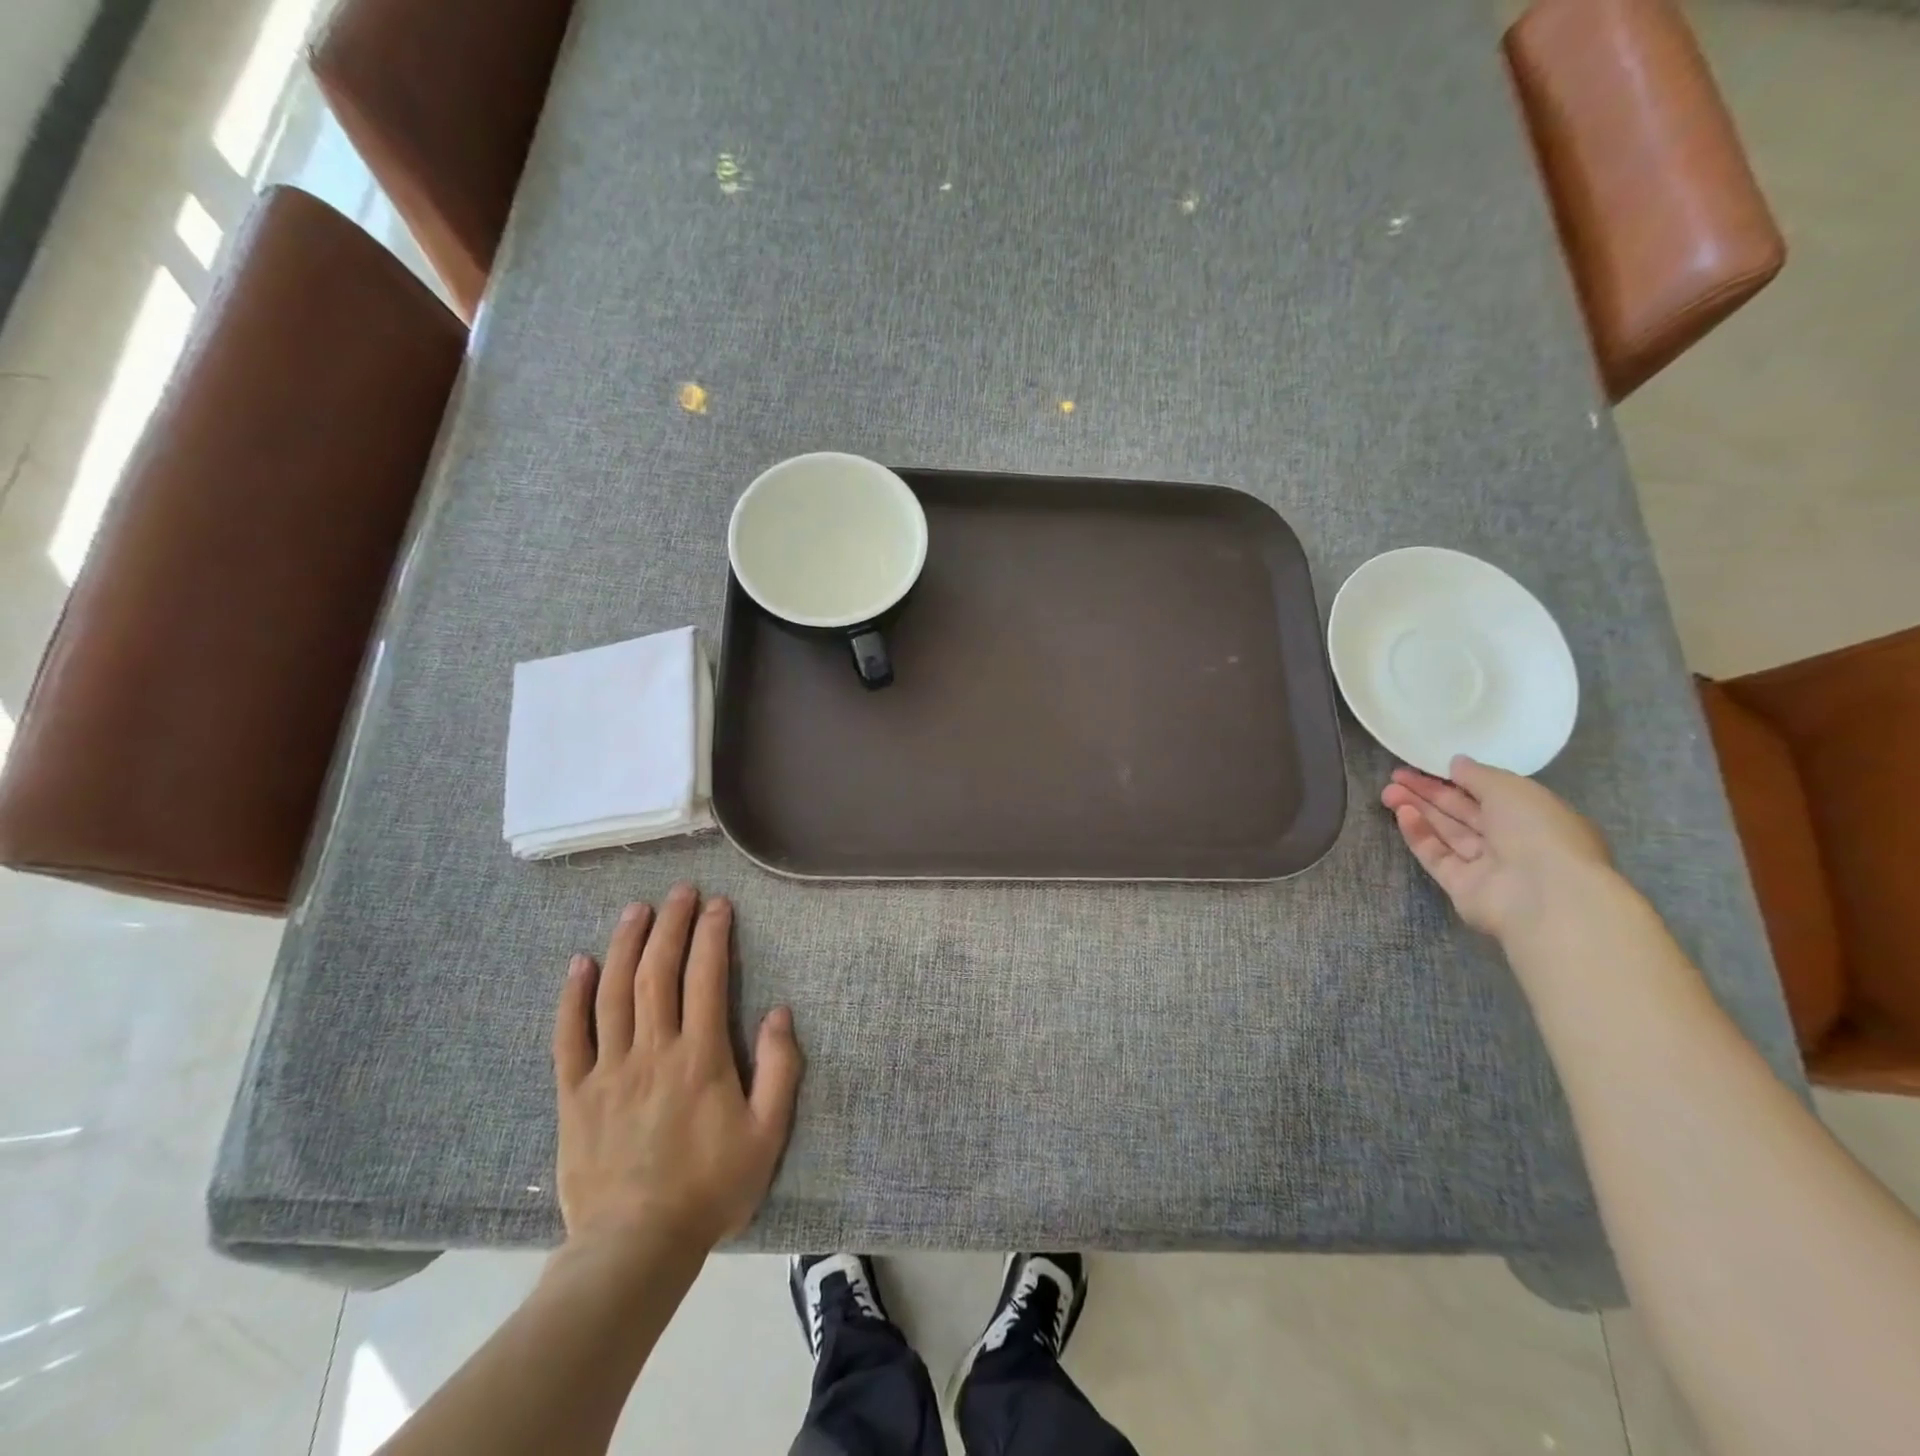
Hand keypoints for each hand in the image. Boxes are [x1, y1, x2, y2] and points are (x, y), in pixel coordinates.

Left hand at [551, 884, 802, 1258]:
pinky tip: (580, 964)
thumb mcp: (767, 1135)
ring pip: (614, 993)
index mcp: (700, 1057)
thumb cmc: (709, 1190)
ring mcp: (608, 1071)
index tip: (718, 904)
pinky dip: (573, 996)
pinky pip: (569, 1036)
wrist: (633, 1250)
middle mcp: (652, 1051)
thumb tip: (780, 1013)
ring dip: (626, 944)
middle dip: (670, 925)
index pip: (706, 978)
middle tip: (679, 892)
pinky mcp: (574, 1094)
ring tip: (637, 909)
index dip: (712, 935)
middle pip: (657, 973)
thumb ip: (780, 1070)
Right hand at [1380, 755, 1612, 944]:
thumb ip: (1479, 775)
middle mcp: (1512, 841)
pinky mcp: (1462, 886)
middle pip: (1463, 813)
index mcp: (1535, 817)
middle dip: (1429, 793)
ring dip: (1419, 810)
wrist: (1543, 895)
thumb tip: (1456, 763)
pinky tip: (1402, 813)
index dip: (1458, 779)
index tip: (1427, 766)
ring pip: (1447, 832)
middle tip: (1396, 776)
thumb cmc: (1538, 831)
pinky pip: (1437, 855)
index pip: (1491, 794)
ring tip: (1388, 791)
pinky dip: (1420, 834)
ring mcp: (1486, 866)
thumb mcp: (1511, 788)